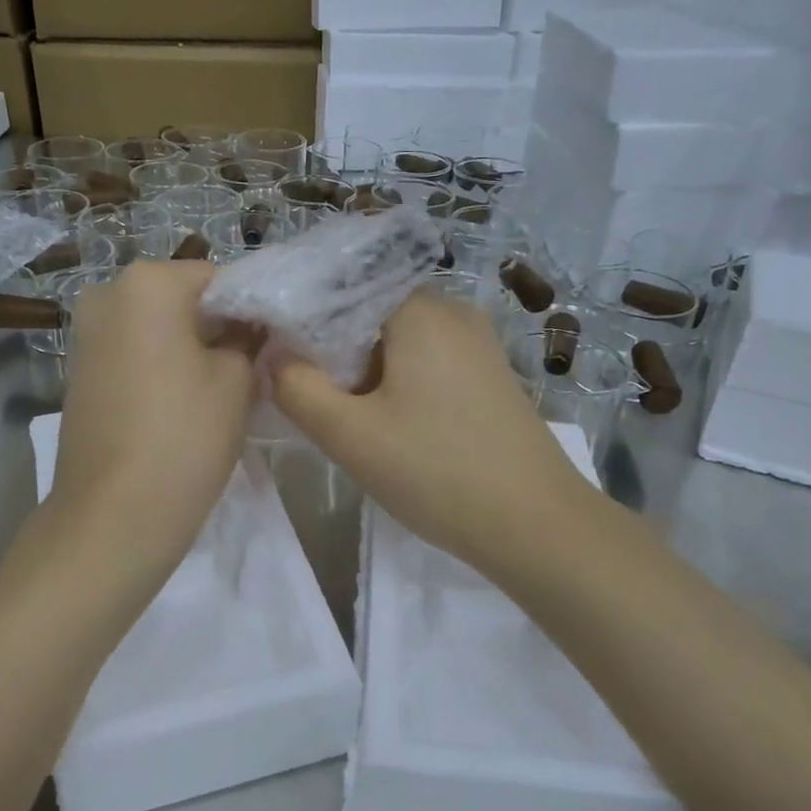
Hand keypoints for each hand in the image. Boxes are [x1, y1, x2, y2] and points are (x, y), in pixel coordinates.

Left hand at [52, 260, 255, 565]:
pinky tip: (183, 403)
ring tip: (221, 389)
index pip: (220, 278)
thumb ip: (248, 339)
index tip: (274, 342)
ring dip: (191, 348)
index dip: (253, 309)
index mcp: (148, 282)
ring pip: (158, 328)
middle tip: (252, 367)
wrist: (114, 516)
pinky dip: (162, 366)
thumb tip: (249, 328)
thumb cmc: (185, 436)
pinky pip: (135, 352)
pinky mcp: (80, 371)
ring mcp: (87, 334)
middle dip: (218, 327)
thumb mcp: (237, 381)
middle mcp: (108, 294)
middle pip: (184, 299)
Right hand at [270, 291, 596, 578]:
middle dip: (334, 348)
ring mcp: (478, 342)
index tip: (277, 353)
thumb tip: (274, 356)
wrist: (536, 524)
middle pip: (369, 311)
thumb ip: (297, 387)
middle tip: (312, 393)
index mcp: (419, 309)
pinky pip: (428, 359)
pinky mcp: (489, 373)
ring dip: (365, 369)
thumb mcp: (350, 435)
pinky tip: (392, 423)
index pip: (342, 286)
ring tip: (348, 414)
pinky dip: (398, 380)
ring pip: (398, 339)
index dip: (303, 316)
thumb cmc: (437, 472)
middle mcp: (452, 310)